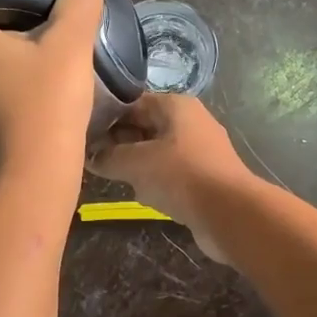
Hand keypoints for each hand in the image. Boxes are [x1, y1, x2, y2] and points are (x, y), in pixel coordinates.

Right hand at [88, 94, 260, 263]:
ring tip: (120, 181)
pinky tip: (148, 197)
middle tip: (96, 161)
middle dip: (121, 144)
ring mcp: (200, 149)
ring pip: (157, 152)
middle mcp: (190, 121)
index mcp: (176, 105)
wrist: (231, 213)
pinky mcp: (205, 176)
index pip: (133, 103)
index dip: (107, 118)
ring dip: (138, 167)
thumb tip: (91, 157)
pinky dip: (158, 183)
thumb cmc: (181, 176)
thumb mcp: (136, 163)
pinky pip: (172, 173)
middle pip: (145, 127)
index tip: (85, 137)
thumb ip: (109, 157)